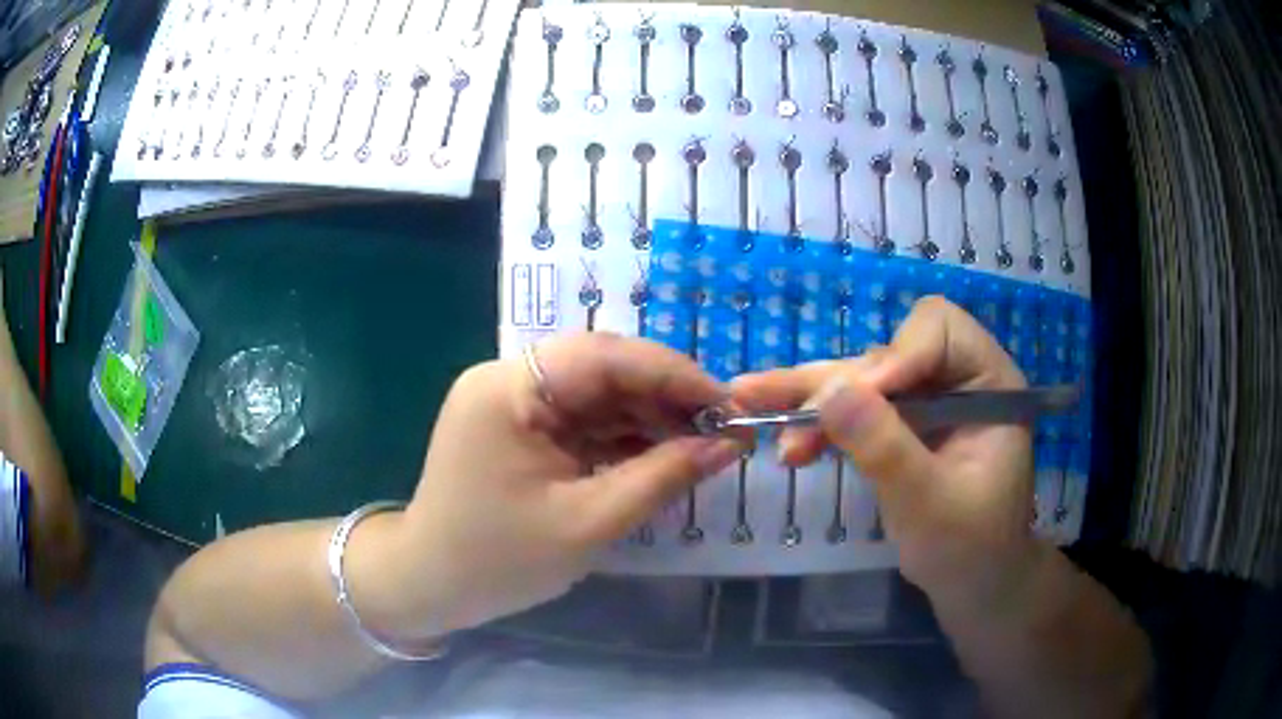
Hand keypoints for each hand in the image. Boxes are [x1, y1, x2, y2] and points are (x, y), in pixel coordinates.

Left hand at [392, 333, 742, 637]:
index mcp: (508, 390)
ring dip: (648, 416)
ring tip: (702, 443)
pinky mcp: (519, 427)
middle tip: (721, 427)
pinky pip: (581, 419)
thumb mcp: (588, 523)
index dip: (673, 374)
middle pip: (601, 368)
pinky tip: (662, 454)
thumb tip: (728, 445)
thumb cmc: (500, 561)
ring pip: (596, 393)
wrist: (431, 585)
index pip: (604, 355)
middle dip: (665, 396)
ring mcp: (511, 402)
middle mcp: (506, 380)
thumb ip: (661, 477)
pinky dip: (622, 436)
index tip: (728, 404)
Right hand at [732, 296, 1038, 609]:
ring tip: (750, 404)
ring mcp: (925, 400)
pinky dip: (817, 422)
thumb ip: (887, 449)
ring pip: (861, 379)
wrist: (971, 583)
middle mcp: (956, 378)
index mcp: (988, 382)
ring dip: (812, 399)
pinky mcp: (900, 424)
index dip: (895, 356)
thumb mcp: (931, 505)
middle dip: (836, 384)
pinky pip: (853, 409)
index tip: (856, 401)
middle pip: (888, 353)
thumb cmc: (970, 548)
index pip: (939, 331)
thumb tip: (829, 392)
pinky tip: (786, 441)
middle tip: (778, 412)